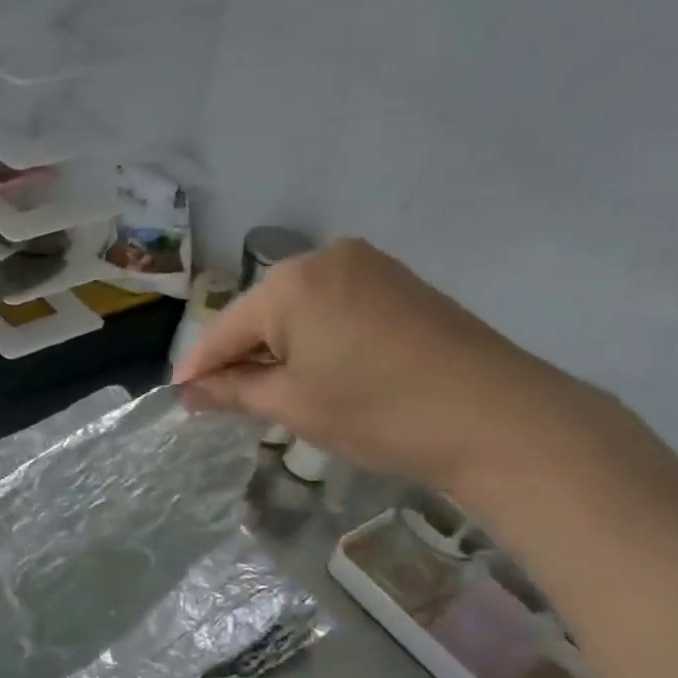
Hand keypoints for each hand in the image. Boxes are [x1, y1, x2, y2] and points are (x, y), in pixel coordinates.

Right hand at [173, 240, 600, 497]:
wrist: (498, 418)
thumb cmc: (378, 412)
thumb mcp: (293, 406)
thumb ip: (233, 391)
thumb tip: (189, 391)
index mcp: (290, 282)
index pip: (224, 329)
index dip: (198, 367)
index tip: (179, 397)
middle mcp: (325, 259)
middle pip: (260, 314)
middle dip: (240, 357)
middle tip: (223, 402)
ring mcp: (368, 266)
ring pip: (297, 311)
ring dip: (276, 350)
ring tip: (269, 394)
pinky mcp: (399, 284)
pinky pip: (333, 308)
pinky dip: (314, 340)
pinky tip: (316, 372)